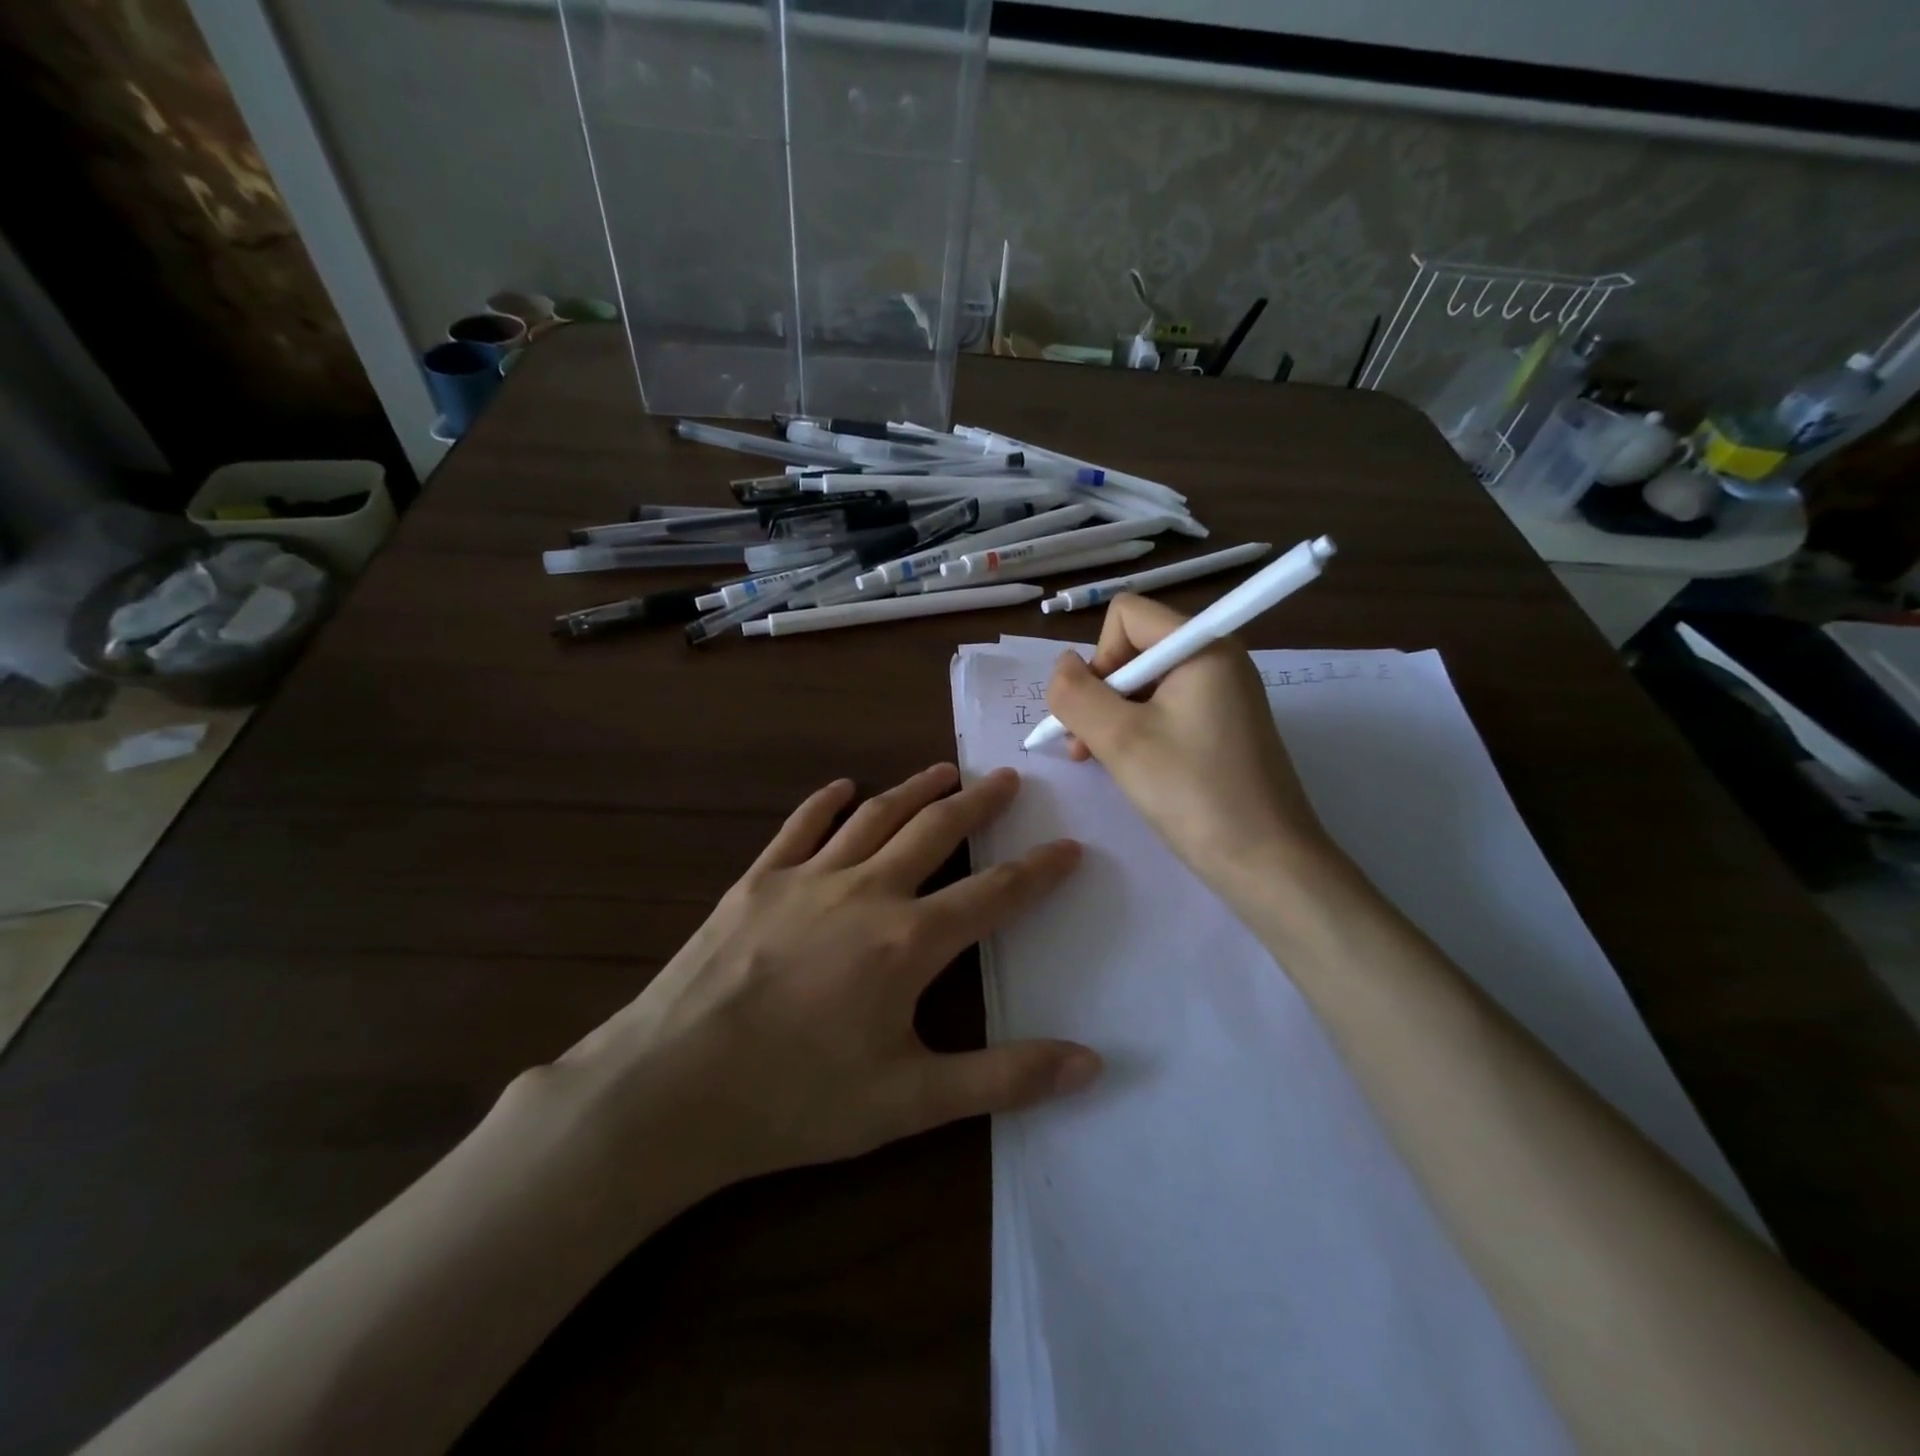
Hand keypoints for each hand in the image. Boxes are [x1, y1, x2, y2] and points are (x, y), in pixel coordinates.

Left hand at [550, 764, 1099, 1197]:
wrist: (671, 1088)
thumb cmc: (797, 1099)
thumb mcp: (911, 1102)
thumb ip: (1005, 1079)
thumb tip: (1091, 1062)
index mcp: (909, 941)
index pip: (994, 893)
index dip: (1038, 870)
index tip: (1069, 846)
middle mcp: (866, 891)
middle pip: (936, 831)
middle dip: (978, 804)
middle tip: (1005, 778)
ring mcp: (808, 879)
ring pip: (874, 816)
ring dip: (914, 789)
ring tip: (944, 770)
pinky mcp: (758, 881)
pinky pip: (801, 827)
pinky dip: (827, 802)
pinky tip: (842, 787)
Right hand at [1043, 594, 1334, 898]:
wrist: (1266, 862)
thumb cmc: (1192, 793)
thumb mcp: (1120, 739)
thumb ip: (1076, 694)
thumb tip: (1061, 666)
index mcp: (1202, 647)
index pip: (1126, 615)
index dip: (1099, 658)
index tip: (1099, 712)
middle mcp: (1217, 658)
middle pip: (1134, 648)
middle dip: (1101, 693)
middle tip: (1086, 747)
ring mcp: (1224, 692)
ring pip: (1146, 682)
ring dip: (1113, 716)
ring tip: (1100, 760)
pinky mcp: (1224, 724)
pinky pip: (1167, 707)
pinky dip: (1139, 730)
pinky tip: (1131, 766)